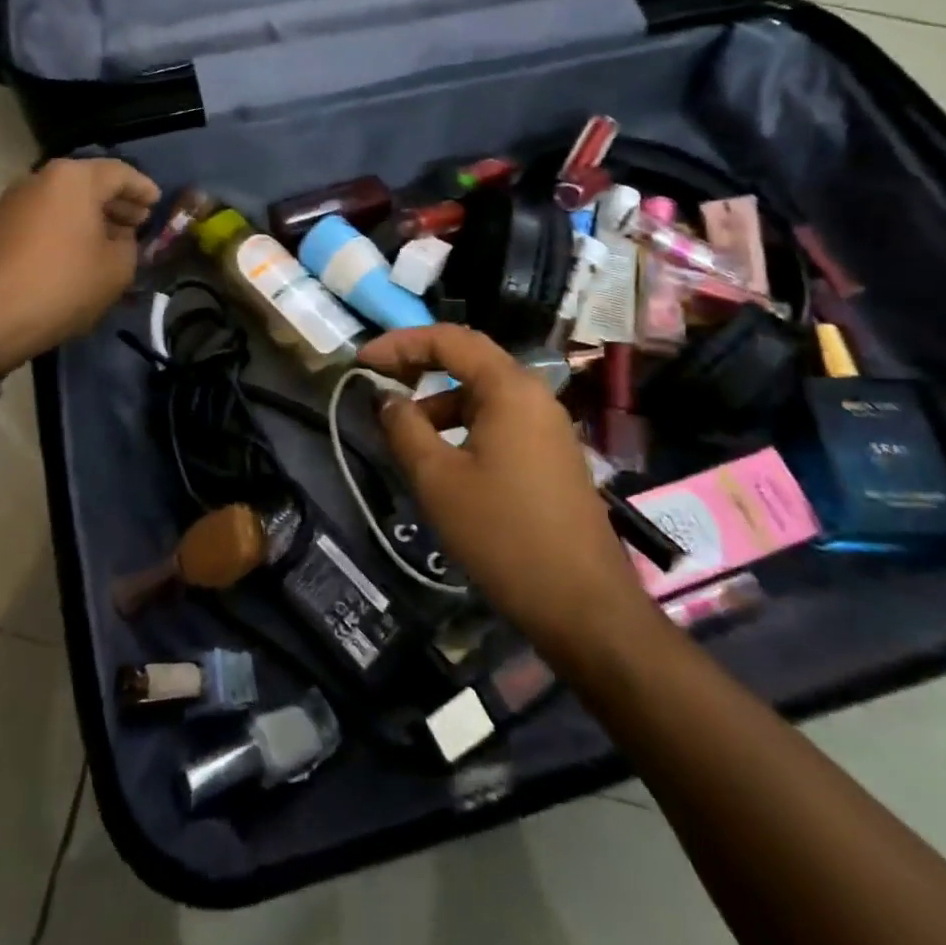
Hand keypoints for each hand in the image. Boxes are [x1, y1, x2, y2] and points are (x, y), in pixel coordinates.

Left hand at [0, 158, 159, 374]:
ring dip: (92, 216)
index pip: (121, 173)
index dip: (144, 189)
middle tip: (139, 223)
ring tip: (113, 242)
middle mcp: (41, 178)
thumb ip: (129, 246)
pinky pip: (46, 216)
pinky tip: (80, 252)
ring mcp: (14, 200)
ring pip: (66, 200)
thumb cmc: (60, 285)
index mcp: (74, 178)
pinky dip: (68, 227)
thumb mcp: (116, 269)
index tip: (158, 204)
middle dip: (118, 202)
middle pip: (90, 182)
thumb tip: (119, 238)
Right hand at [357, 325, 651, 653]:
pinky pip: (499, 420)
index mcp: (509, 388)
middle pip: (469, 359)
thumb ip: (404, 428)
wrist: (583, 605)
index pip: (449, 339)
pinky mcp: (551, 455)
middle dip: (419, 364)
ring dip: (440, 400)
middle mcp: (534, 395)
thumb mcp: (438, 479)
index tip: (361, 362)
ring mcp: (548, 426)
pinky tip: (442, 457)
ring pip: (483, 394)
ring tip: (403, 429)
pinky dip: (463, 424)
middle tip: (378, 380)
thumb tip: (386, 398)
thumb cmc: (503, 534)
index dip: (400, 343)